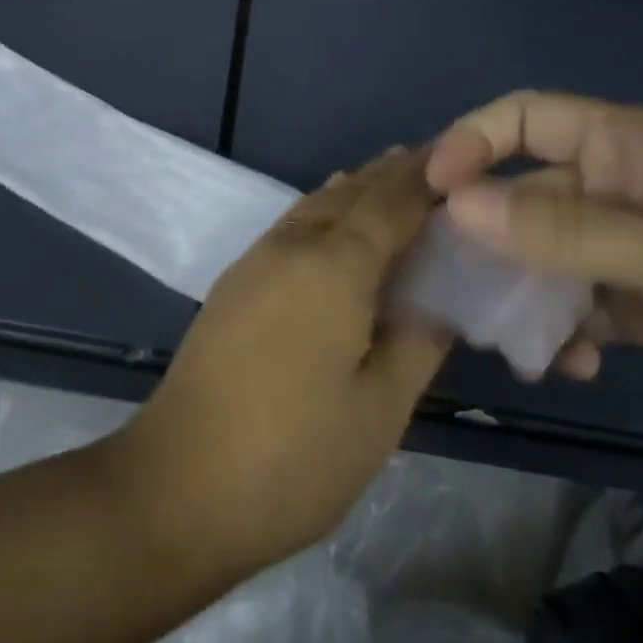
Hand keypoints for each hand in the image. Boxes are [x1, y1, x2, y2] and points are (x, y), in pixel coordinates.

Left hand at [108, 148, 449, 577]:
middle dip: (392, 176)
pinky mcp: (234, 283)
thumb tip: (441, 298)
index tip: (463, 160)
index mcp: (334, 266)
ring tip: (390, 179)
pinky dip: (323, 211)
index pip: (391, 203)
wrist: (178, 482)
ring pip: (315, 205)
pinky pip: (291, 225)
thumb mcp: (379, 409)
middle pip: (350, 194)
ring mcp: (255, 261)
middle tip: (436, 166)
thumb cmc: (293, 455)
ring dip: (356, 189)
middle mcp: (291, 246)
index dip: (426, 180)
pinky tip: (333, 221)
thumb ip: (417, 342)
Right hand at [426, 92, 642, 475]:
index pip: (527, 118)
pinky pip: (583, 304)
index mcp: (632, 145)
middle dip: (485, 232)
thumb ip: (562, 229)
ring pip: (549, 254)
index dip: (472, 142)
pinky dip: (565, 329)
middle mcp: (626, 187)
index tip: (429, 191)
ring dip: (522, 290)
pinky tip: (570, 363)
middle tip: (444, 280)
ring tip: (506, 335)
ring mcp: (640, 248)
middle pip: (527, 192)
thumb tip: (453, 204)